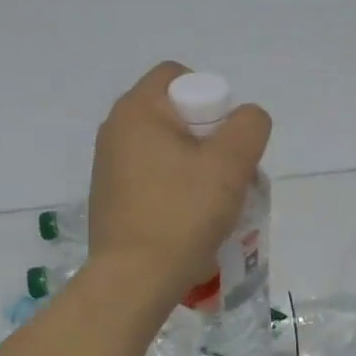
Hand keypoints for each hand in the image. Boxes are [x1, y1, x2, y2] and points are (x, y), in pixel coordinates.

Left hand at [88, 63, 272, 304]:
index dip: (211, 97)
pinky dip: (173, 187)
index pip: (177, 75)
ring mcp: (107, 165)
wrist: (133, 279)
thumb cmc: (181, 213)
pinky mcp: (109, 197)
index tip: (225, 137)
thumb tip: (245, 119)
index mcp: (136, 110)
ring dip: (194, 166)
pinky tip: (188, 219)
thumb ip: (248, 126)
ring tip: (213, 201)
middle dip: (208, 137)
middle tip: (227, 172)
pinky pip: (151, 176)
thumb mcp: (230, 164)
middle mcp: (114, 130)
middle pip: (174, 113)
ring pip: (164, 148)